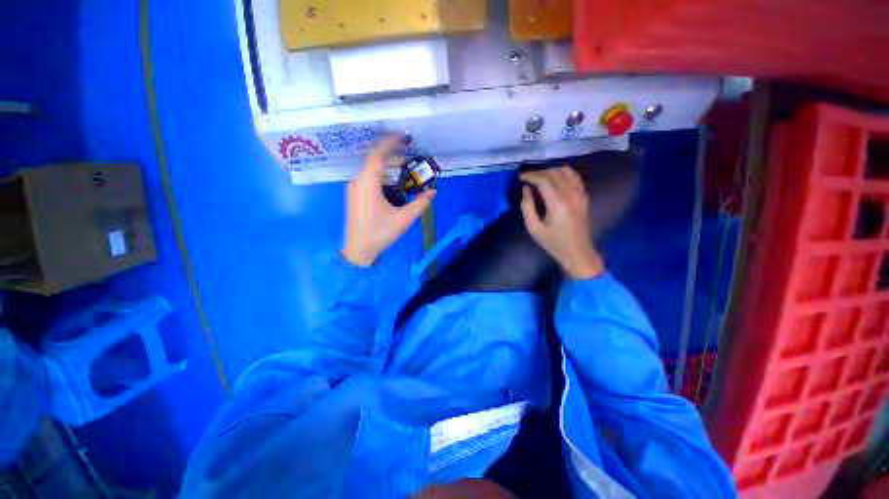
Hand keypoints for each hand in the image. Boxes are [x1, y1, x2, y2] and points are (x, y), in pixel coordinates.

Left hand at [342, 136, 435, 265]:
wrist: (358, 250)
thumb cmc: (380, 234)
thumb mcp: (403, 219)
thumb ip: (420, 204)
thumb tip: (433, 192)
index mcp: (368, 184)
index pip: (378, 155)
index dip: (391, 143)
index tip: (404, 137)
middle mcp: (358, 182)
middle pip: (376, 162)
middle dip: (393, 159)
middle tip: (410, 162)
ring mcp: (354, 189)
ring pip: (373, 173)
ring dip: (389, 172)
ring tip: (404, 181)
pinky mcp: (354, 196)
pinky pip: (369, 181)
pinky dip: (382, 181)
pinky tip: (392, 193)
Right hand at [520, 166, 604, 279]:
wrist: (577, 251)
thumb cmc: (553, 242)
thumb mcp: (534, 228)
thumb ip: (527, 207)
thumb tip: (526, 189)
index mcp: (558, 203)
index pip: (544, 180)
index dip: (531, 176)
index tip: (520, 177)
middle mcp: (571, 194)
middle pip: (554, 173)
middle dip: (539, 172)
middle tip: (527, 177)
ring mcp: (580, 194)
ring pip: (566, 171)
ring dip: (551, 170)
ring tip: (539, 176)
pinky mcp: (584, 196)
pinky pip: (575, 177)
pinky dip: (563, 173)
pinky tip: (555, 177)